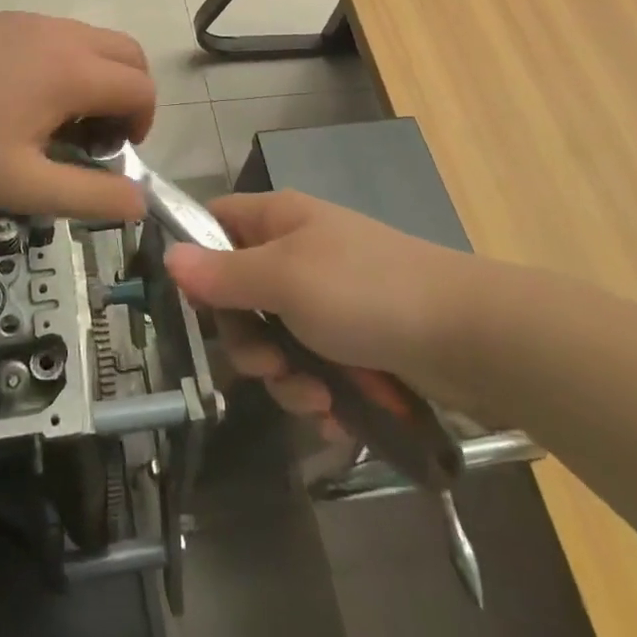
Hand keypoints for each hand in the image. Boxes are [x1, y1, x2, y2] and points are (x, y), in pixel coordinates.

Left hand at [0, 13, 154, 219]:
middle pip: (128, 53)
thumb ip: (88, 197)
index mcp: (73, 71)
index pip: (141, 88)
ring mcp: (29, 20)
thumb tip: (138, 203)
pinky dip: (66, 61)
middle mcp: (61, 34)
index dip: (142, 124)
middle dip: (129, 95)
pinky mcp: (1, 18)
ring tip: (54, 120)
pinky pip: (57, 34)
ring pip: (92, 39)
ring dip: (97, 77)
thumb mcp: (22, 186)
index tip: (110, 155)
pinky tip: (19, 97)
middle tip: (93, 137)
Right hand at [163, 190, 482, 423]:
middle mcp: (298, 254)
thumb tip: (168, 257)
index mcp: (279, 220)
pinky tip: (339, 417)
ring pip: (274, 342)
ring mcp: (327, 300)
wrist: (469, 336)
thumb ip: (223, 275)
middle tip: (270, 366)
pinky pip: (312, 369)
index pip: (215, 223)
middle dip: (249, 342)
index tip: (197, 306)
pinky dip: (319, 395)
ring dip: (286, 379)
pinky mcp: (354, 342)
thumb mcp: (284, 280)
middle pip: (239, 296)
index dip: (198, 259)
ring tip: (319, 399)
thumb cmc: (365, 291)